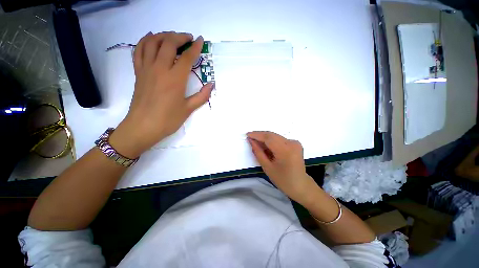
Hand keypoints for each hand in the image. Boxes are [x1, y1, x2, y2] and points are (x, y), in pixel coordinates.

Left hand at [110, 32, 212, 157]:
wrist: (143, 127)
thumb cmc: (168, 119)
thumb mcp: (189, 109)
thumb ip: (202, 96)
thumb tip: (211, 85)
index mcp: (175, 79)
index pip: (186, 57)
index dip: (195, 47)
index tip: (201, 40)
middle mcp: (160, 69)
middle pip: (169, 43)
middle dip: (180, 37)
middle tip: (189, 38)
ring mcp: (146, 68)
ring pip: (152, 42)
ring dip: (164, 35)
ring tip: (172, 37)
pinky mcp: (138, 72)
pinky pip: (139, 50)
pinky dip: (145, 40)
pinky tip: (152, 38)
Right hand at [247, 131, 318, 204]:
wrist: (300, 185)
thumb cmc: (282, 180)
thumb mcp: (267, 167)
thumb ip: (258, 152)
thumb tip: (251, 141)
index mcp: (285, 151)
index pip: (268, 138)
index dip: (257, 135)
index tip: (247, 134)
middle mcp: (292, 143)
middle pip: (272, 135)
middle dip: (260, 135)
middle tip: (250, 137)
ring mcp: (295, 142)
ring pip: (275, 136)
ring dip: (265, 138)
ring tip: (256, 142)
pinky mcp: (295, 143)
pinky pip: (280, 139)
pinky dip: (271, 141)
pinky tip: (266, 146)